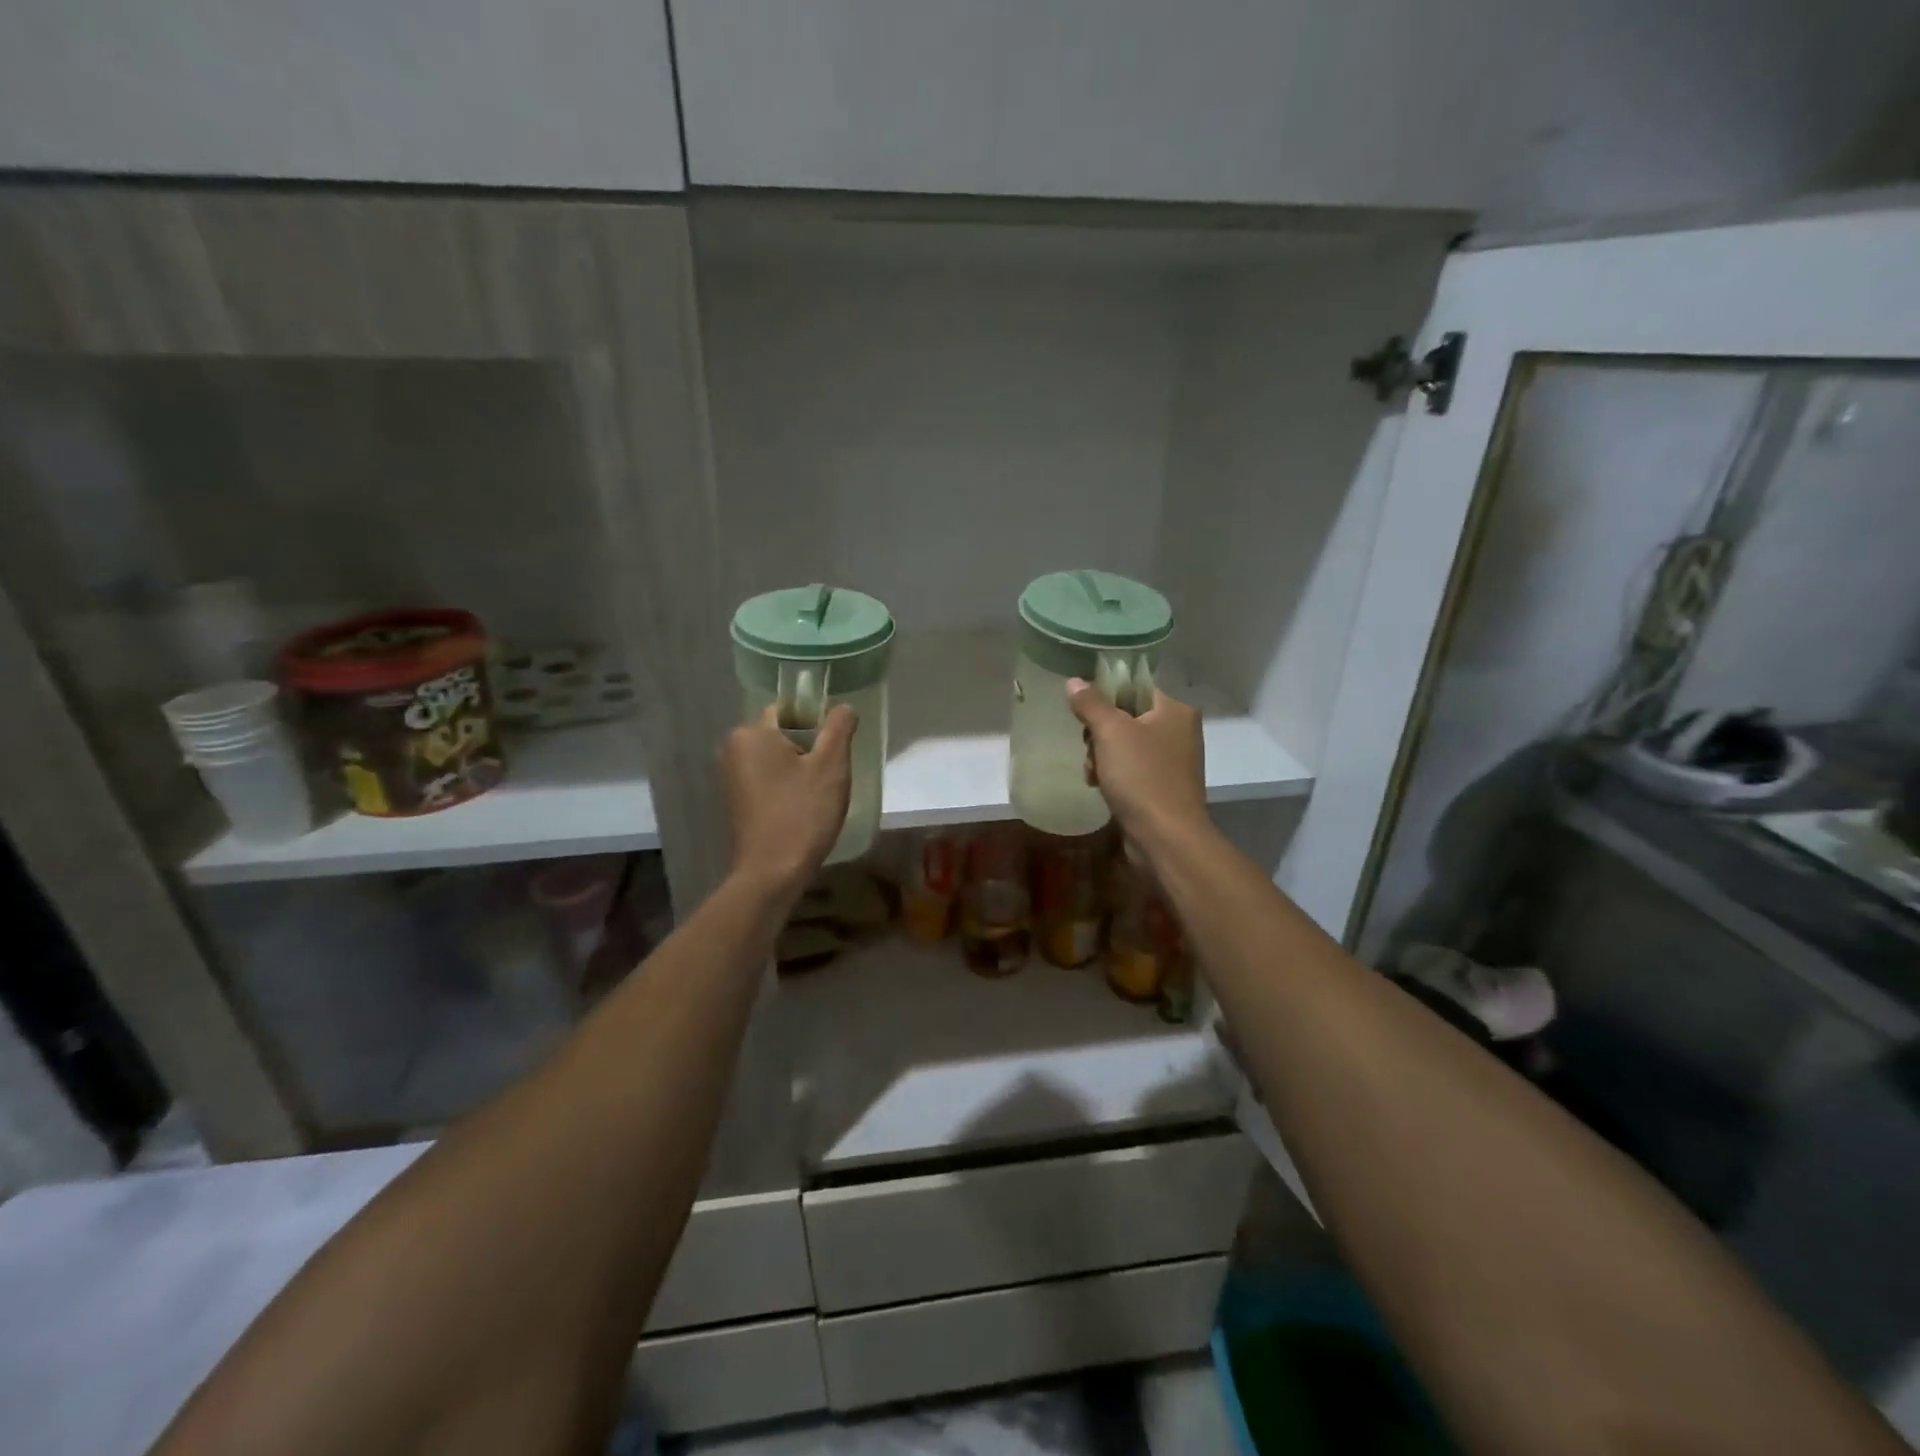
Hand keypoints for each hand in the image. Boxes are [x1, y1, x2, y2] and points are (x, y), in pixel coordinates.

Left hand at [722, 703, 855, 895]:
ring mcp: (731, 777)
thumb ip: (838, 728)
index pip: (790, 709)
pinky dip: (786, 787)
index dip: (817, 723)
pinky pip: (768, 780)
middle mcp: (733, 749)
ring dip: (799, 769)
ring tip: (819, 795)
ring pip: (777, 759)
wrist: (772, 873)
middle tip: (831, 775)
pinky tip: (802, 808)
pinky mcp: (737, 801)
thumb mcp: (831, 766)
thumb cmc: (802, 813)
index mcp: (750, 733)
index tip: (835, 749)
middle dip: (809, 749)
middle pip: (783, 734)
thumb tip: (843, 706)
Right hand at [1067, 679, 1206, 868]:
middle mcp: (1179, 732)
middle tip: (1089, 747)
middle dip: (1100, 733)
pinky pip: (1131, 770)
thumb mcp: (1110, 733)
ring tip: (1092, 773)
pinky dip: (1113, 776)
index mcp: (1175, 710)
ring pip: (1125, 746)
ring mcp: (1172, 762)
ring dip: (1101, 757)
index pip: (1136, 687)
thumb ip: (1091, 704)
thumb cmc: (1141, 776)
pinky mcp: (1163, 788)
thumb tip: (1074, 681)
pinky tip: (1099, 787)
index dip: (1106, 695)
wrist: (1165, 837)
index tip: (1083, 710)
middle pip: (1127, 717)